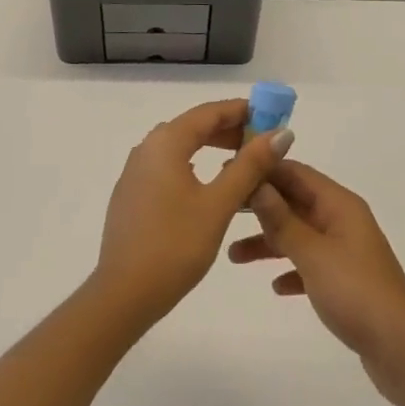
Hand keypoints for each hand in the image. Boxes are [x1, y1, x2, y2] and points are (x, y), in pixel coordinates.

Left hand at [93, 99, 294, 332]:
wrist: (123, 295)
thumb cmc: (175, 245)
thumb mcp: (219, 204)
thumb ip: (250, 165)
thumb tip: (281, 133)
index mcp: (166, 142)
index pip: (209, 112)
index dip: (241, 110)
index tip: (270, 115)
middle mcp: (146, 148)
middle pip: (193, 126)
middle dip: (228, 129)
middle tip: (262, 142)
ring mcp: (134, 172)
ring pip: (179, 146)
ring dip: (210, 147)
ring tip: (241, 161)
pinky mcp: (131, 194)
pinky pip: (167, 166)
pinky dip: (192, 164)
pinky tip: (208, 184)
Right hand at [231, 161, 404, 405]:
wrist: (403, 351)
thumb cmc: (356, 293)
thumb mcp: (313, 253)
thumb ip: (281, 220)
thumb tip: (256, 182)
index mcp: (339, 205)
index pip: (295, 173)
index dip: (263, 169)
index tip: (228, 171)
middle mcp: (343, 221)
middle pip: (294, 202)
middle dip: (260, 205)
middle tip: (223, 209)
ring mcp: (346, 252)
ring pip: (299, 235)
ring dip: (269, 241)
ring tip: (233, 256)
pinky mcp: (346, 282)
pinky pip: (310, 265)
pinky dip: (291, 270)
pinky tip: (275, 287)